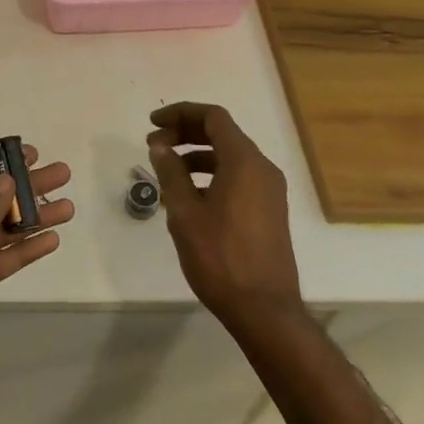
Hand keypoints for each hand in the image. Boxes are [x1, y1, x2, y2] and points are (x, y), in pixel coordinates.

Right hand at [147, 102, 301, 334]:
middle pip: (222, 133)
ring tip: (166, 170)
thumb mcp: (185, 213)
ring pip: (230, 156)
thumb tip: (160, 146)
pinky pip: (238, 176)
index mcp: (244, 162)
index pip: (213, 117)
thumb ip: (171, 173)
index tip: (153, 124)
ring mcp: (270, 190)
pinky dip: (212, 173)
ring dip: (197, 155)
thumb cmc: (220, 258)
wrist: (264, 310)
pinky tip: (189, 195)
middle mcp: (262, 168)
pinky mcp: (269, 210)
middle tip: (154, 145)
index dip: (180, 113)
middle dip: (186, 132)